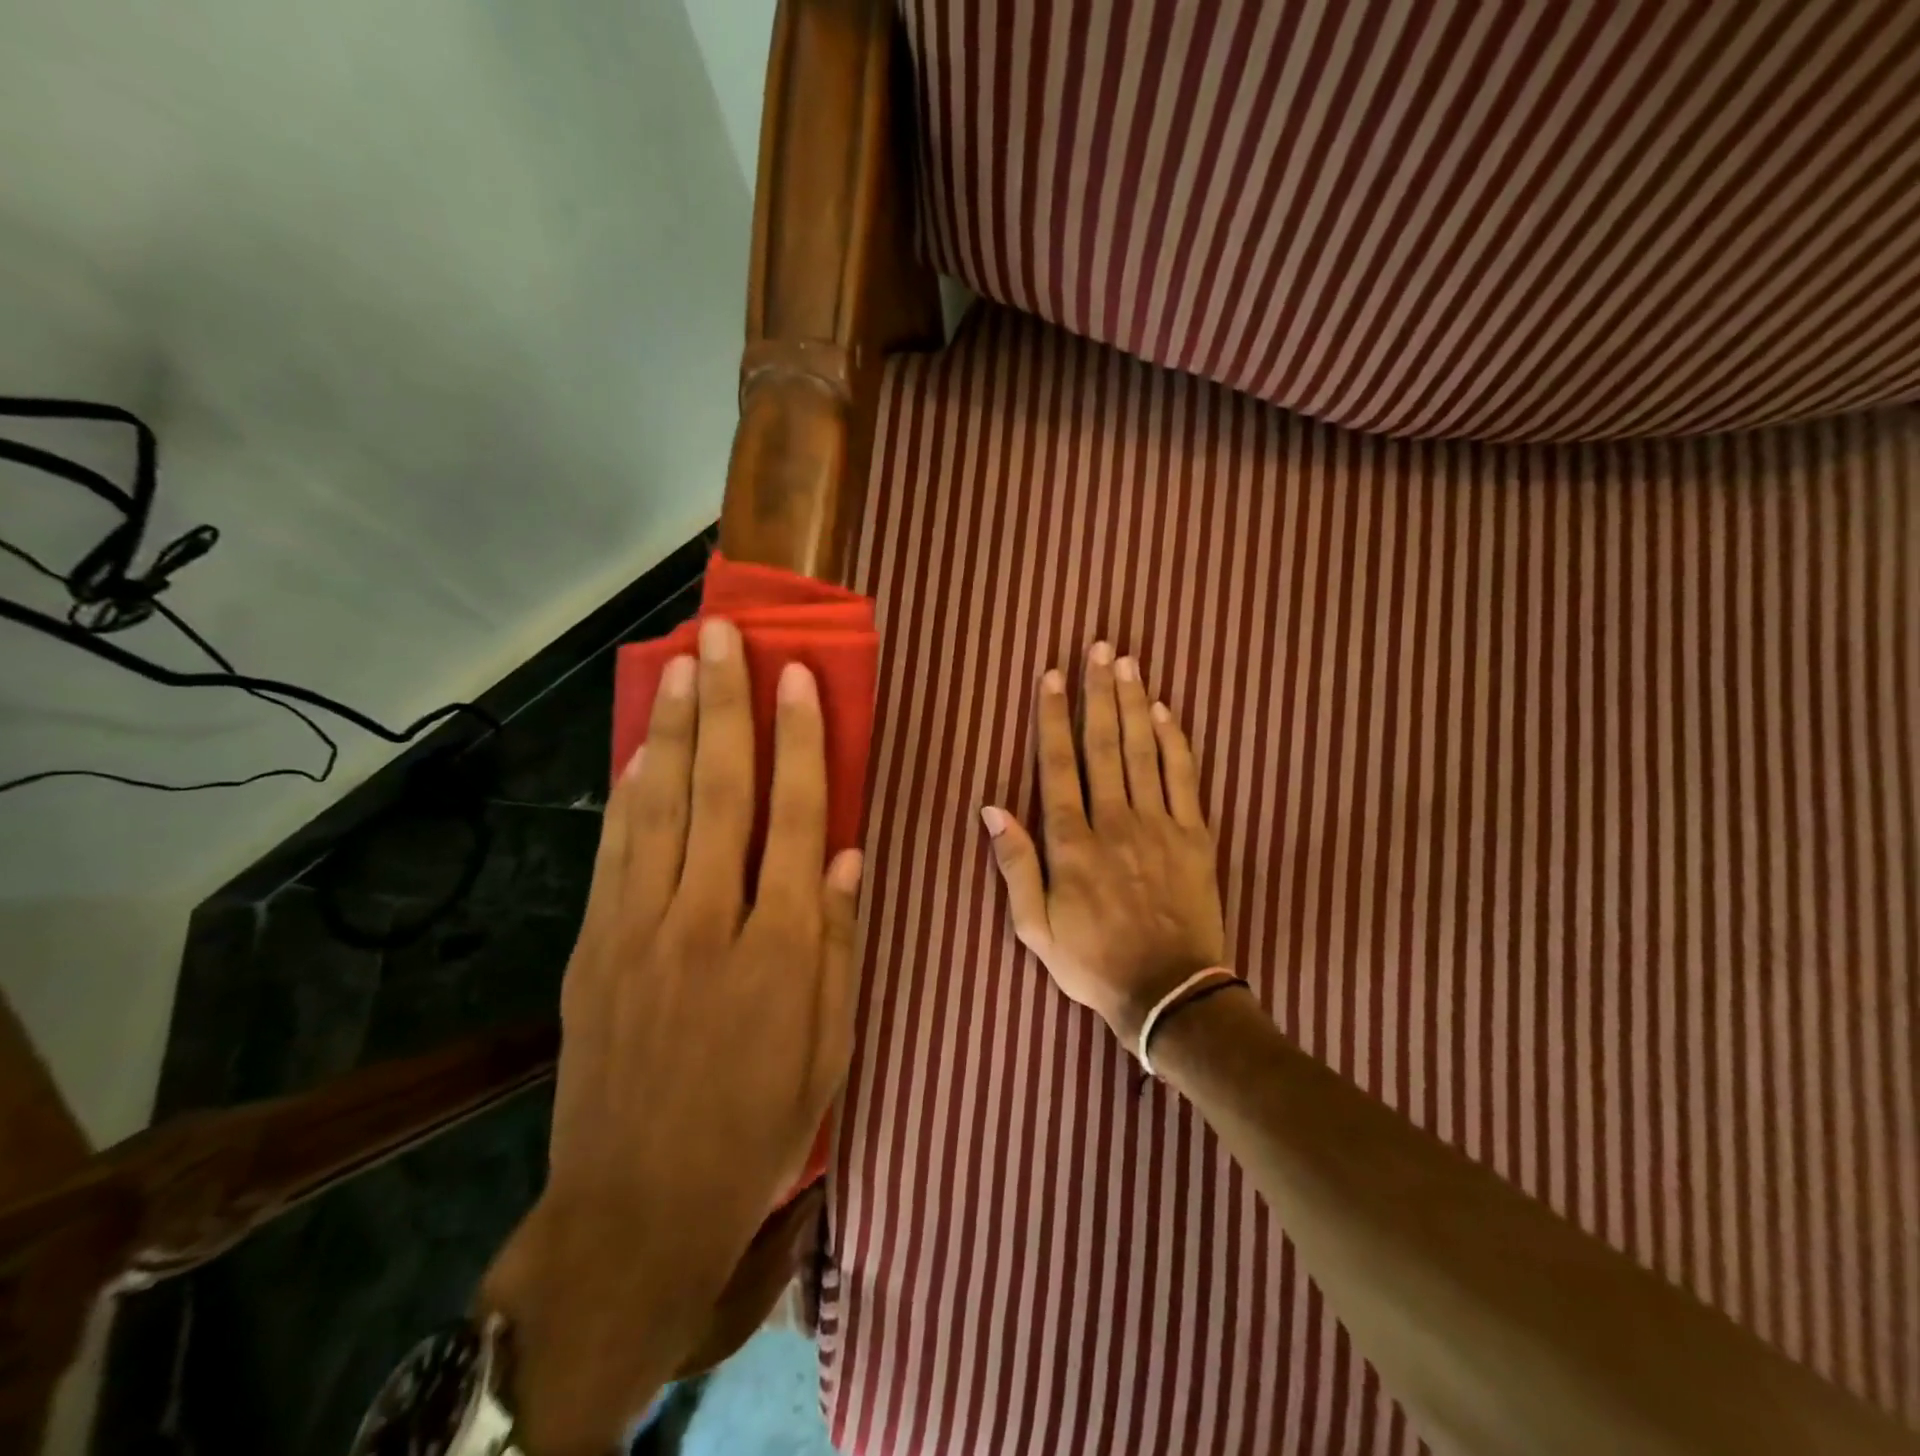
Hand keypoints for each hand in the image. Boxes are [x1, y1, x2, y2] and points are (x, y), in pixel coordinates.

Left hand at [481, 616, 863, 1455]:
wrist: (637, 1208)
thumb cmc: (757, 1127)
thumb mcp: (830, 1045)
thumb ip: (841, 941)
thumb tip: (849, 855)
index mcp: (782, 945)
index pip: (798, 816)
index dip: (799, 740)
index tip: (796, 677)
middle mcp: (710, 919)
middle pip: (721, 790)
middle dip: (725, 705)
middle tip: (723, 637)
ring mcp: (641, 929)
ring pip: (661, 806)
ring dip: (672, 730)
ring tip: (680, 667)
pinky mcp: (595, 948)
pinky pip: (617, 852)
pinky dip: (630, 794)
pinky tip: (639, 751)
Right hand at [980, 642, 1226, 1050]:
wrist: (1169, 993)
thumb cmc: (1093, 962)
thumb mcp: (1035, 927)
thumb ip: (1015, 865)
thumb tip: (991, 809)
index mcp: (1072, 843)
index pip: (1058, 765)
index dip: (1053, 717)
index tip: (1052, 676)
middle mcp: (1114, 821)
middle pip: (1103, 744)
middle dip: (1097, 692)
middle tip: (1098, 648)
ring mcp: (1158, 825)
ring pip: (1143, 751)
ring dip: (1133, 703)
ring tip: (1127, 663)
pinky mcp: (1194, 836)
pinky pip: (1184, 778)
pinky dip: (1175, 742)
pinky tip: (1166, 711)